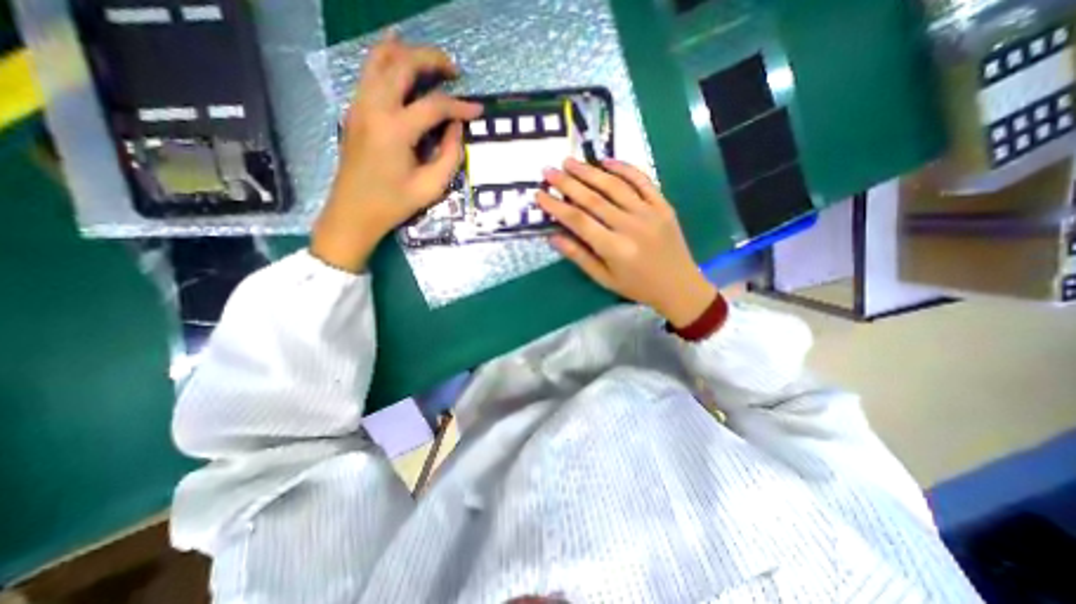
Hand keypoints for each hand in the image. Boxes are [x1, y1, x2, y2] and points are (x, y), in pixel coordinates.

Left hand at [310, 33, 480, 272]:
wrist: (353, 212)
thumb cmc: (394, 204)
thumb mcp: (431, 187)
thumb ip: (450, 155)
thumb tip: (457, 128)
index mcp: (396, 130)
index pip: (434, 105)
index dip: (460, 106)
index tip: (478, 110)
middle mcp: (374, 108)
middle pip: (402, 64)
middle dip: (432, 59)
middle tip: (454, 70)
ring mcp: (359, 105)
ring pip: (379, 58)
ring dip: (407, 52)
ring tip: (431, 61)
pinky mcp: (355, 110)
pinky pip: (369, 71)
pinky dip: (387, 59)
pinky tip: (400, 58)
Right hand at [537, 157, 716, 326]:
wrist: (679, 286)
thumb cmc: (637, 287)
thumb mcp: (604, 279)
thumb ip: (580, 257)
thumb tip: (553, 237)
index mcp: (614, 249)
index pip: (578, 221)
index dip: (556, 206)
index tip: (539, 194)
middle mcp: (630, 226)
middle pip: (593, 199)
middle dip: (568, 183)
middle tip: (549, 170)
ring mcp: (649, 213)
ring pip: (614, 186)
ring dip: (590, 171)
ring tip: (569, 162)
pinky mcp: (663, 206)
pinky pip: (642, 181)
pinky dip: (624, 168)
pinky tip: (606, 161)